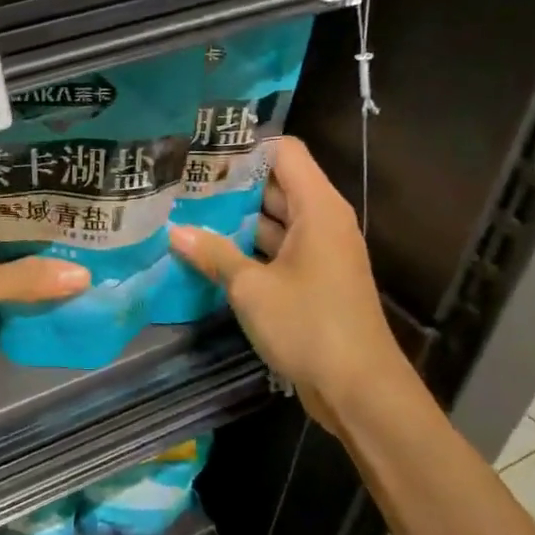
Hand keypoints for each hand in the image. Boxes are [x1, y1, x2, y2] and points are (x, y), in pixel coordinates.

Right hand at [168, 137, 405, 436]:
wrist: (358, 389)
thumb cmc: (309, 326)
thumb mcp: (252, 289)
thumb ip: (214, 255)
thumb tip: (175, 232)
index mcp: (319, 209)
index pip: (285, 152)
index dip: (246, 145)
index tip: (202, 147)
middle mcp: (322, 222)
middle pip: (276, 184)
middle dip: (231, 182)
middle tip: (181, 180)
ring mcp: (318, 253)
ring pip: (274, 220)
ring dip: (235, 218)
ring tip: (185, 210)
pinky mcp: (311, 281)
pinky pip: (276, 250)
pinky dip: (246, 248)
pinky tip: (207, 251)